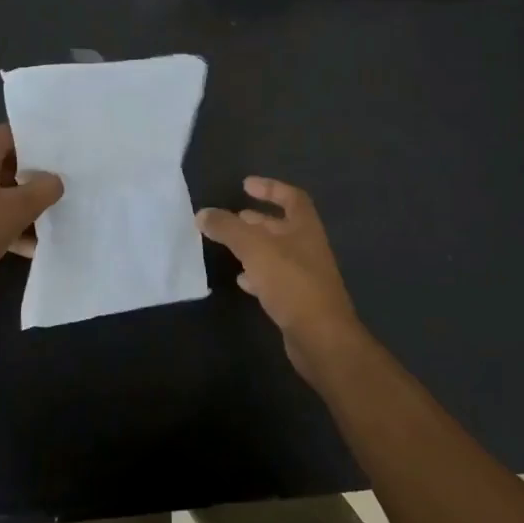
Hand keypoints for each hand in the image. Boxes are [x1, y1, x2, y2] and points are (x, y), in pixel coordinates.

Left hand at [0, 124, 62, 288]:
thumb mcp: (17, 211)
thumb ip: (43, 190)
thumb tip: (54, 180)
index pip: (11, 134)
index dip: (38, 143)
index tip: (60, 157)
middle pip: (5, 163)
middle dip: (33, 179)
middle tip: (59, 189)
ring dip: (20, 205)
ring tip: (47, 222)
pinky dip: (3, 222)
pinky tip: (25, 245)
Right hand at [198, 177, 366, 381]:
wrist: (321, 337)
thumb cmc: (291, 282)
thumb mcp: (254, 248)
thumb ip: (228, 228)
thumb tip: (203, 214)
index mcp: (305, 227)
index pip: (292, 197)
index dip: (270, 188)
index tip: (245, 185)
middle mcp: (308, 247)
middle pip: (281, 226)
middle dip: (256, 220)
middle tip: (231, 218)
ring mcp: (305, 275)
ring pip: (276, 253)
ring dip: (254, 247)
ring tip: (229, 246)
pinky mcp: (298, 300)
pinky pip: (275, 279)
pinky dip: (257, 275)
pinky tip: (241, 280)